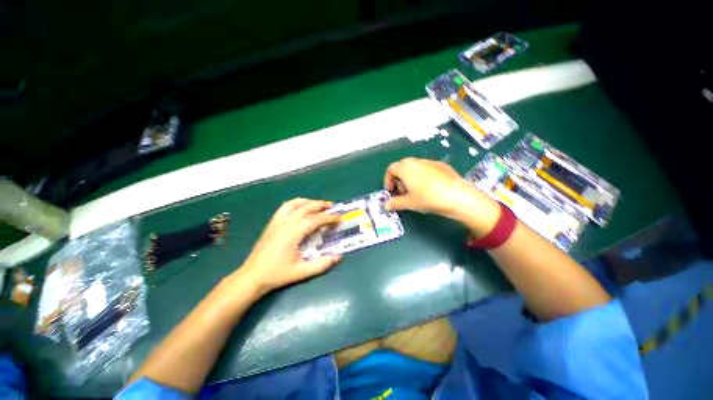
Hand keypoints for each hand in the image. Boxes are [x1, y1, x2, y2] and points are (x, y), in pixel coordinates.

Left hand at [234, 198, 341, 295]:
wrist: (252, 275)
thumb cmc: (278, 274)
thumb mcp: (302, 271)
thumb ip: (322, 264)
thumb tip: (339, 256)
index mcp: (294, 232)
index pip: (316, 219)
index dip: (330, 218)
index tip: (340, 218)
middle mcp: (286, 222)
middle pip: (307, 207)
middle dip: (322, 206)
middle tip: (333, 207)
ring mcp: (278, 220)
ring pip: (296, 203)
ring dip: (310, 202)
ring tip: (319, 205)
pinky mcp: (272, 222)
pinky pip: (286, 206)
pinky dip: (297, 203)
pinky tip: (301, 207)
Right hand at [384, 157, 500, 236]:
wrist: (457, 196)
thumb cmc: (427, 198)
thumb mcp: (409, 203)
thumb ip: (394, 203)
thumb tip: (386, 206)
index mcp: (405, 168)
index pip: (391, 169)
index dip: (388, 180)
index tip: (391, 192)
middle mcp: (416, 161)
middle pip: (402, 167)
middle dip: (399, 180)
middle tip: (402, 193)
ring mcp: (430, 162)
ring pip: (414, 167)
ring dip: (410, 178)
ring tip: (416, 192)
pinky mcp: (442, 165)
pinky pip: (426, 169)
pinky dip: (422, 177)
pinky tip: (430, 189)